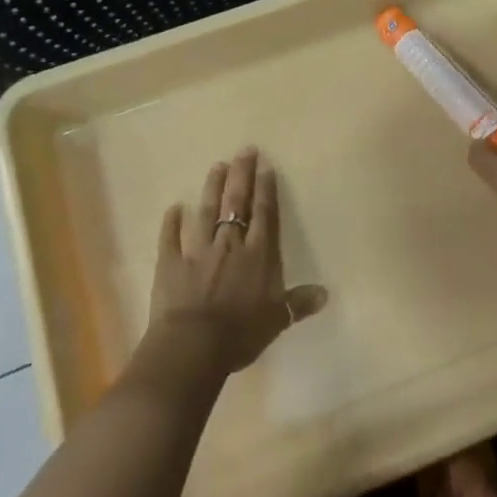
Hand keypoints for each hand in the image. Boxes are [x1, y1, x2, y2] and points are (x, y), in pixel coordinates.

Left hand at [145, 148, 326, 377]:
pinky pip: (170, 238)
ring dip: (212, 189)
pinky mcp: (171, 263)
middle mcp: (229, 244)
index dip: (266, 189)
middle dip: (242, 175)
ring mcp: (198, 251)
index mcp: (257, 255)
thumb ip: (298, 303)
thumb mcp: (277, 320)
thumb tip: (326, 293)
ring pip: (207, 212)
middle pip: (237, 203)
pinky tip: (173, 207)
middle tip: (244, 150)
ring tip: (217, 166)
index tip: (265, 166)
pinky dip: (171, 222)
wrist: (193, 345)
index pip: (264, 214)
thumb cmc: (240, 333)